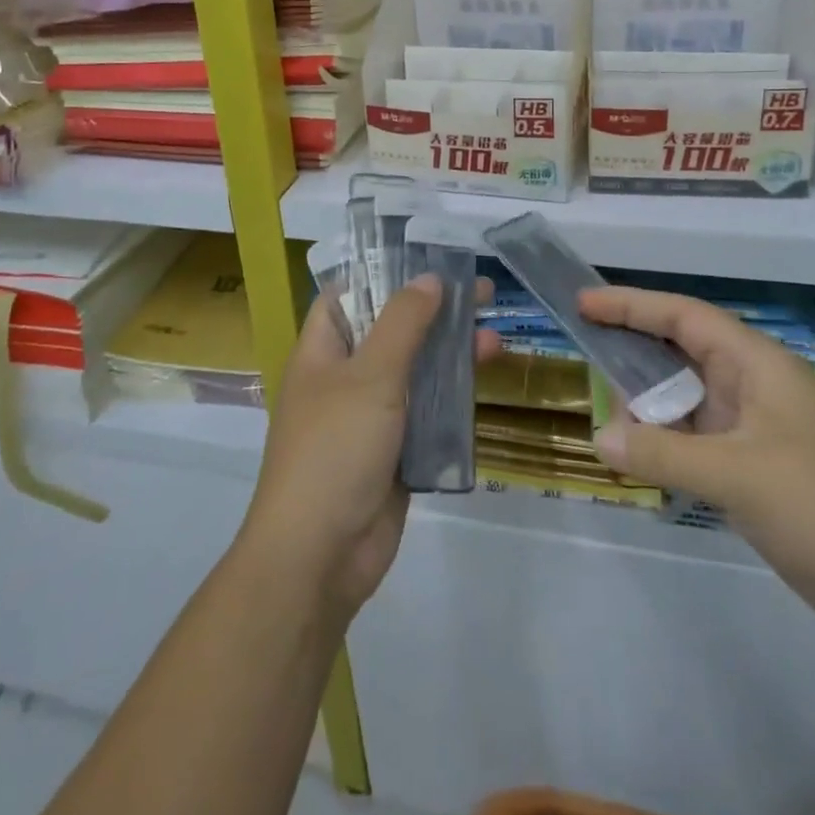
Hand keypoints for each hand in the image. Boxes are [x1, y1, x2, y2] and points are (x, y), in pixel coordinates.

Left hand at [242, 276, 498, 624]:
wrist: (320, 556)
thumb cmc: (335, 449)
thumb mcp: (371, 375)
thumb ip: (403, 323)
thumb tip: (428, 279)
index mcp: (323, 350)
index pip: (348, 294)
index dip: (384, 272)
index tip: (429, 258)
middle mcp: (345, 377)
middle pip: (392, 329)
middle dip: (434, 311)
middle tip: (482, 292)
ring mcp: (371, 416)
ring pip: (416, 371)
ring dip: (451, 354)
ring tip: (494, 338)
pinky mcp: (395, 450)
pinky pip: (427, 412)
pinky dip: (453, 397)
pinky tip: (483, 384)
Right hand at [582, 286, 814, 653]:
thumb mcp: (738, 475)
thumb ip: (663, 453)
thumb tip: (600, 438)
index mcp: (757, 366)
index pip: (685, 317)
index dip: (632, 305)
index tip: (584, 304)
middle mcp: (754, 389)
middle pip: (682, 354)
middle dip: (633, 350)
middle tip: (584, 352)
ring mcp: (757, 433)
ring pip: (687, 402)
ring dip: (647, 406)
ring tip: (604, 414)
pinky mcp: (759, 473)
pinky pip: (698, 443)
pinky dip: (665, 445)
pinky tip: (639, 459)